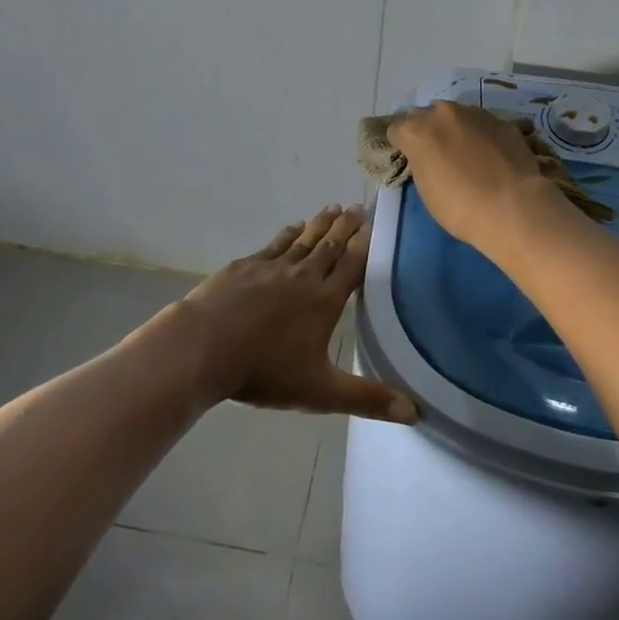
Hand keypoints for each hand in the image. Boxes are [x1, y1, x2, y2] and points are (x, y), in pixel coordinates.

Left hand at [181, 205, 417, 422]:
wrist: (203, 348)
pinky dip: (288, 234)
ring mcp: (271, 268)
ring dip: (320, 224)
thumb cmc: (265, 370)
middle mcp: (302, 276)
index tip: (374, 225)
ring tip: (332, 208)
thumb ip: (367, 399)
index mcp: (324, 301)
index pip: (352, 266)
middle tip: (356, 207)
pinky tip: (293, 228)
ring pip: (303, 240)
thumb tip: (415, 412)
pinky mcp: (244, 267)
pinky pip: (274, 245)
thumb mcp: (321, 392)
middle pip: (330, 246)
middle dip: (346, 227)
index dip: (365, 245)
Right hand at [386, 100, 560, 249]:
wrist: (512, 206)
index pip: (396, 129)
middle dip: (428, 131)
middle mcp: (442, 113)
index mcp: (416, 130)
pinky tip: (492, 156)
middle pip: (426, 115)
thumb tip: (428, 156)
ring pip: (457, 115)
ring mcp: (475, 113)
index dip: (402, 145)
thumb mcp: (426, 188)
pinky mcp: (502, 120)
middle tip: (438, 155)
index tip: (410, 160)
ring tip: (468, 154)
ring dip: (456, 129)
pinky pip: (484, 124)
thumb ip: (421, 162)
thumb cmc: (460, 207)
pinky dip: (482, 135)